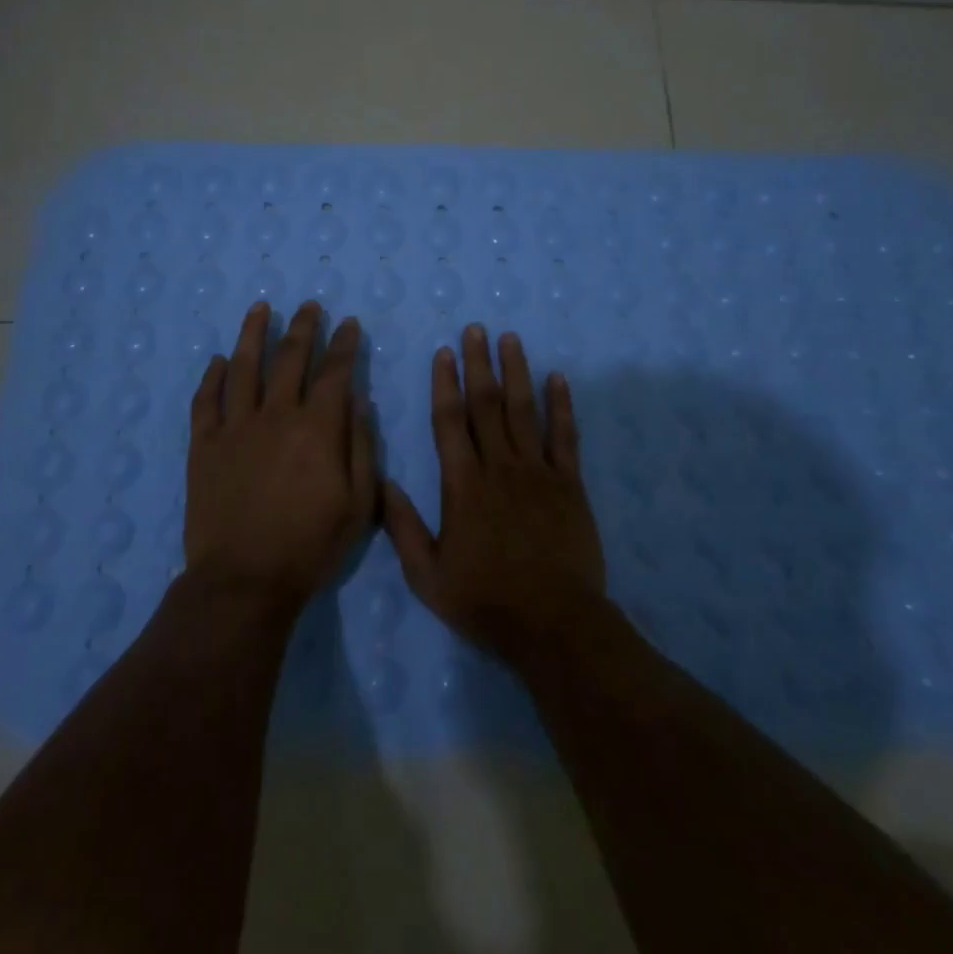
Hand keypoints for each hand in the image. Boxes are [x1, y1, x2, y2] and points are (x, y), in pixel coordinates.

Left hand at [186, 299, 374, 608]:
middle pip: (290, 358)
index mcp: (317, 428)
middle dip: (304, 327)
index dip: (344, 344)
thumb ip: (361, 447)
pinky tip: (219, 360)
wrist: (244, 580)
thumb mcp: (358, 504)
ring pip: (244, 367)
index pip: (334, 372)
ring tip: (261, 308)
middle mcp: (276, 415)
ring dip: (254, 334)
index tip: (349, 323)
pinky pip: (206, 401)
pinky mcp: (204, 445)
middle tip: (310, 305)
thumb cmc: (310, 546)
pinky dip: (213, 376)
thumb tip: (359, 400)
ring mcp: (235, 427)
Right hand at [383, 324, 607, 666]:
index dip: (445, 384)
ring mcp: (537, 472)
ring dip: (516, 371)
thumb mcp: (428, 576)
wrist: (554, 624)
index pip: (450, 422)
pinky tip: (557, 378)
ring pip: (523, 410)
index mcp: (463, 485)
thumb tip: (383, 482)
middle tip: (476, 329)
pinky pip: (565, 436)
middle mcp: (499, 467)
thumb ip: (403, 527)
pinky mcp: (569, 483)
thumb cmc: (486, 601)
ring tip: (510, 339)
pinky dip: (561, 405)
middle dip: (479, 363)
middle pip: (486, 404)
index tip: (444, 352)